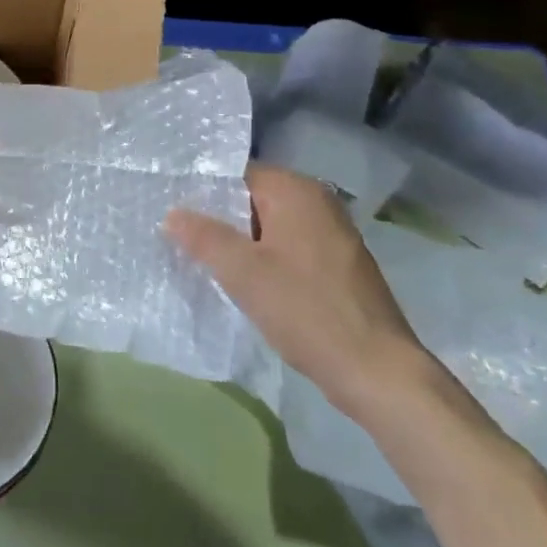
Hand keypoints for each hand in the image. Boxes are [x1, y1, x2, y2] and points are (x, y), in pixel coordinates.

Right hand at [165, 165, 430, 417]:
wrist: (375, 371)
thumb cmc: (305, 310)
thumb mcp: (242, 272)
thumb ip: (203, 236)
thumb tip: (172, 214)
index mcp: (297, 191)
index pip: (236, 175)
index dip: (201, 192)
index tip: (171, 212)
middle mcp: (318, 203)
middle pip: (252, 200)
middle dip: (218, 219)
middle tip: (177, 238)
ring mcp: (331, 235)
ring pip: (269, 227)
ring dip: (239, 243)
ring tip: (201, 260)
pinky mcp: (336, 265)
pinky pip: (287, 249)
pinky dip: (263, 259)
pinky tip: (241, 282)